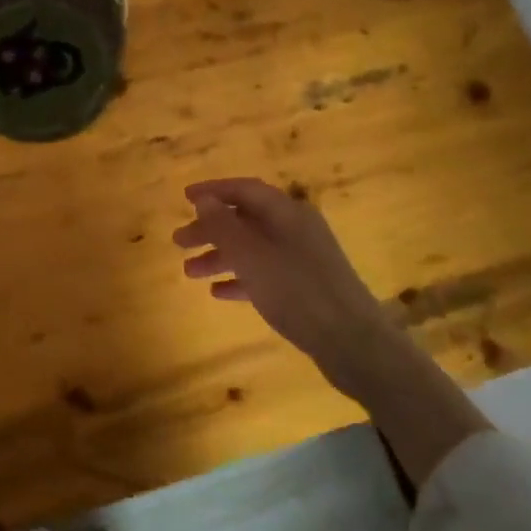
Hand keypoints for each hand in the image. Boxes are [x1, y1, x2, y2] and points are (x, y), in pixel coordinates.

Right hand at [172, 178, 398, 400]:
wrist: (352, 341)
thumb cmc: (296, 290)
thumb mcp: (251, 256)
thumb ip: (224, 226)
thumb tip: (204, 200)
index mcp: (287, 212)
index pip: (244, 189)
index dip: (213, 191)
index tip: (184, 198)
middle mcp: (296, 228)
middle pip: (246, 219)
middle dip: (211, 229)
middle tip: (178, 242)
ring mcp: (302, 258)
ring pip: (253, 248)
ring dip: (220, 256)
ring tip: (189, 273)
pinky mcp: (305, 287)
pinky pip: (265, 274)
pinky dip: (240, 278)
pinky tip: (218, 293)